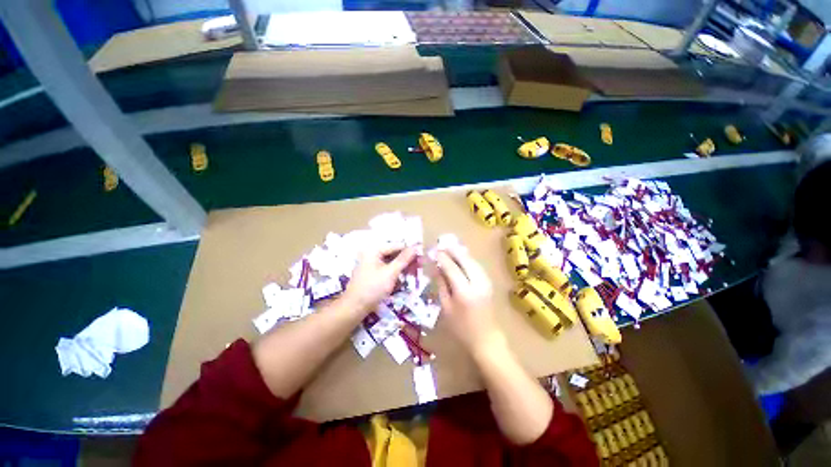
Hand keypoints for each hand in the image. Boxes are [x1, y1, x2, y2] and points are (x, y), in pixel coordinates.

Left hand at [343, 245, 417, 312]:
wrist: (355, 307)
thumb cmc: (373, 288)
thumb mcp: (391, 273)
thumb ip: (403, 259)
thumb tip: (415, 247)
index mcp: (374, 250)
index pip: (396, 246)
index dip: (410, 250)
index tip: (422, 255)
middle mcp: (372, 253)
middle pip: (394, 253)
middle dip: (407, 259)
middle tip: (420, 265)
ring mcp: (371, 263)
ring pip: (391, 261)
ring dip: (402, 266)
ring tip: (414, 272)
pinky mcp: (372, 272)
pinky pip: (387, 268)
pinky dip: (395, 271)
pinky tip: (403, 277)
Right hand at [435, 246, 502, 355]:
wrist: (486, 339)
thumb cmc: (461, 328)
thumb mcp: (446, 307)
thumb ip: (441, 285)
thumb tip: (436, 268)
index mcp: (464, 291)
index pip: (452, 267)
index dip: (443, 257)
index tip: (435, 250)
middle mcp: (477, 283)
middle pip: (465, 260)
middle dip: (453, 251)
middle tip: (442, 245)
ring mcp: (485, 282)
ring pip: (473, 261)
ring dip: (461, 253)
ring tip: (450, 249)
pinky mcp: (489, 283)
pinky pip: (477, 266)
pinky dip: (468, 259)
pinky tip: (461, 258)